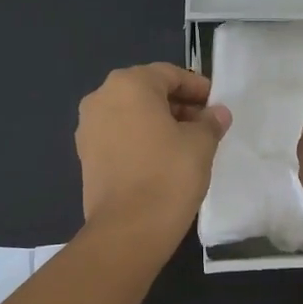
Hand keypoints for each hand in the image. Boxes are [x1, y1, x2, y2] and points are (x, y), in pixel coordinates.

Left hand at [76, 63, 231, 245]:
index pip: (169, 74)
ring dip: (158, 122)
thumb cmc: (168, 175)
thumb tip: (216, 114)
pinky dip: (140, 138)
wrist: (128, 229)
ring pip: (131, 114)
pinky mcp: (86, 155)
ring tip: (186, 143)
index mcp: (128, 85)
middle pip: (146, 91)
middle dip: (177, 104)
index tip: (215, 104)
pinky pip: (119, 135)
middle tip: (204, 124)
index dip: (196, 87)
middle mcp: (101, 98)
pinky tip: (162, 158)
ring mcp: (88, 127)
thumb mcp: (200, 144)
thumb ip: (210, 122)